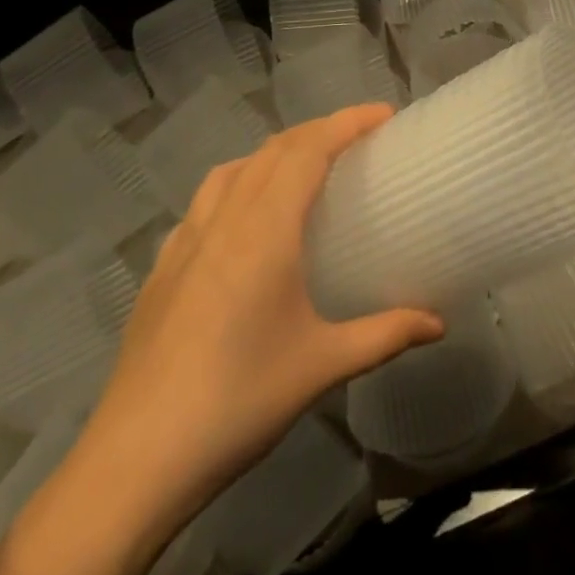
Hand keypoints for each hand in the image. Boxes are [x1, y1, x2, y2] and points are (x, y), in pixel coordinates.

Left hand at [81, 106, 443, 535]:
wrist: (135, 461)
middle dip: (318, 131)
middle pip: (273, 150)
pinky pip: (205, 201)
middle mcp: (223, 220)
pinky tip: (244, 221)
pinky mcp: (162, 268)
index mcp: (264, 231)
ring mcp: (185, 241)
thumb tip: (440, 322)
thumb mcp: (322, 366)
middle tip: (358, 139)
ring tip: (304, 168)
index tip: (384, 114)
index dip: (347, 122)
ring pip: (234, 169)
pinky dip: (237, 184)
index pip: (309, 150)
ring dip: (275, 153)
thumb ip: (386, 334)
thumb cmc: (239, 402)